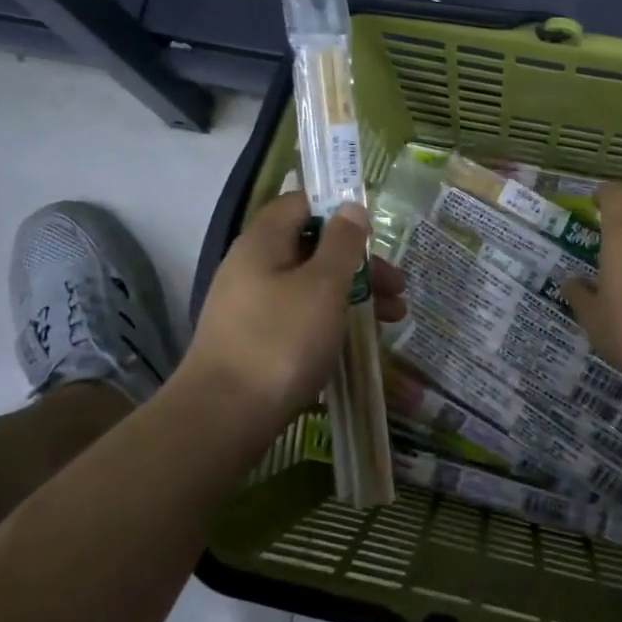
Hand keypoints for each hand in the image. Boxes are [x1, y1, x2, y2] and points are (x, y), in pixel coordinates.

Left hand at [179, 192, 405, 431]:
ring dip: (353, 296)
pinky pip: (300, 318)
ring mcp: (251, 307)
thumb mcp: (322, 285)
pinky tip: (358, 342)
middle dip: (359, 264)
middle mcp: (252, 267)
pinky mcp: (256, 341)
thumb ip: (342, 244)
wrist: (224, 417)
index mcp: (263, 242)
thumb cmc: (281, 340)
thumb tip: (351, 207)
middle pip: (312, 249)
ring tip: (393, 320)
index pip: (301, 204)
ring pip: (310, 287)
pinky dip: (331, 322)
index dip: (338, 210)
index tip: (373, 233)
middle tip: (397, 288)